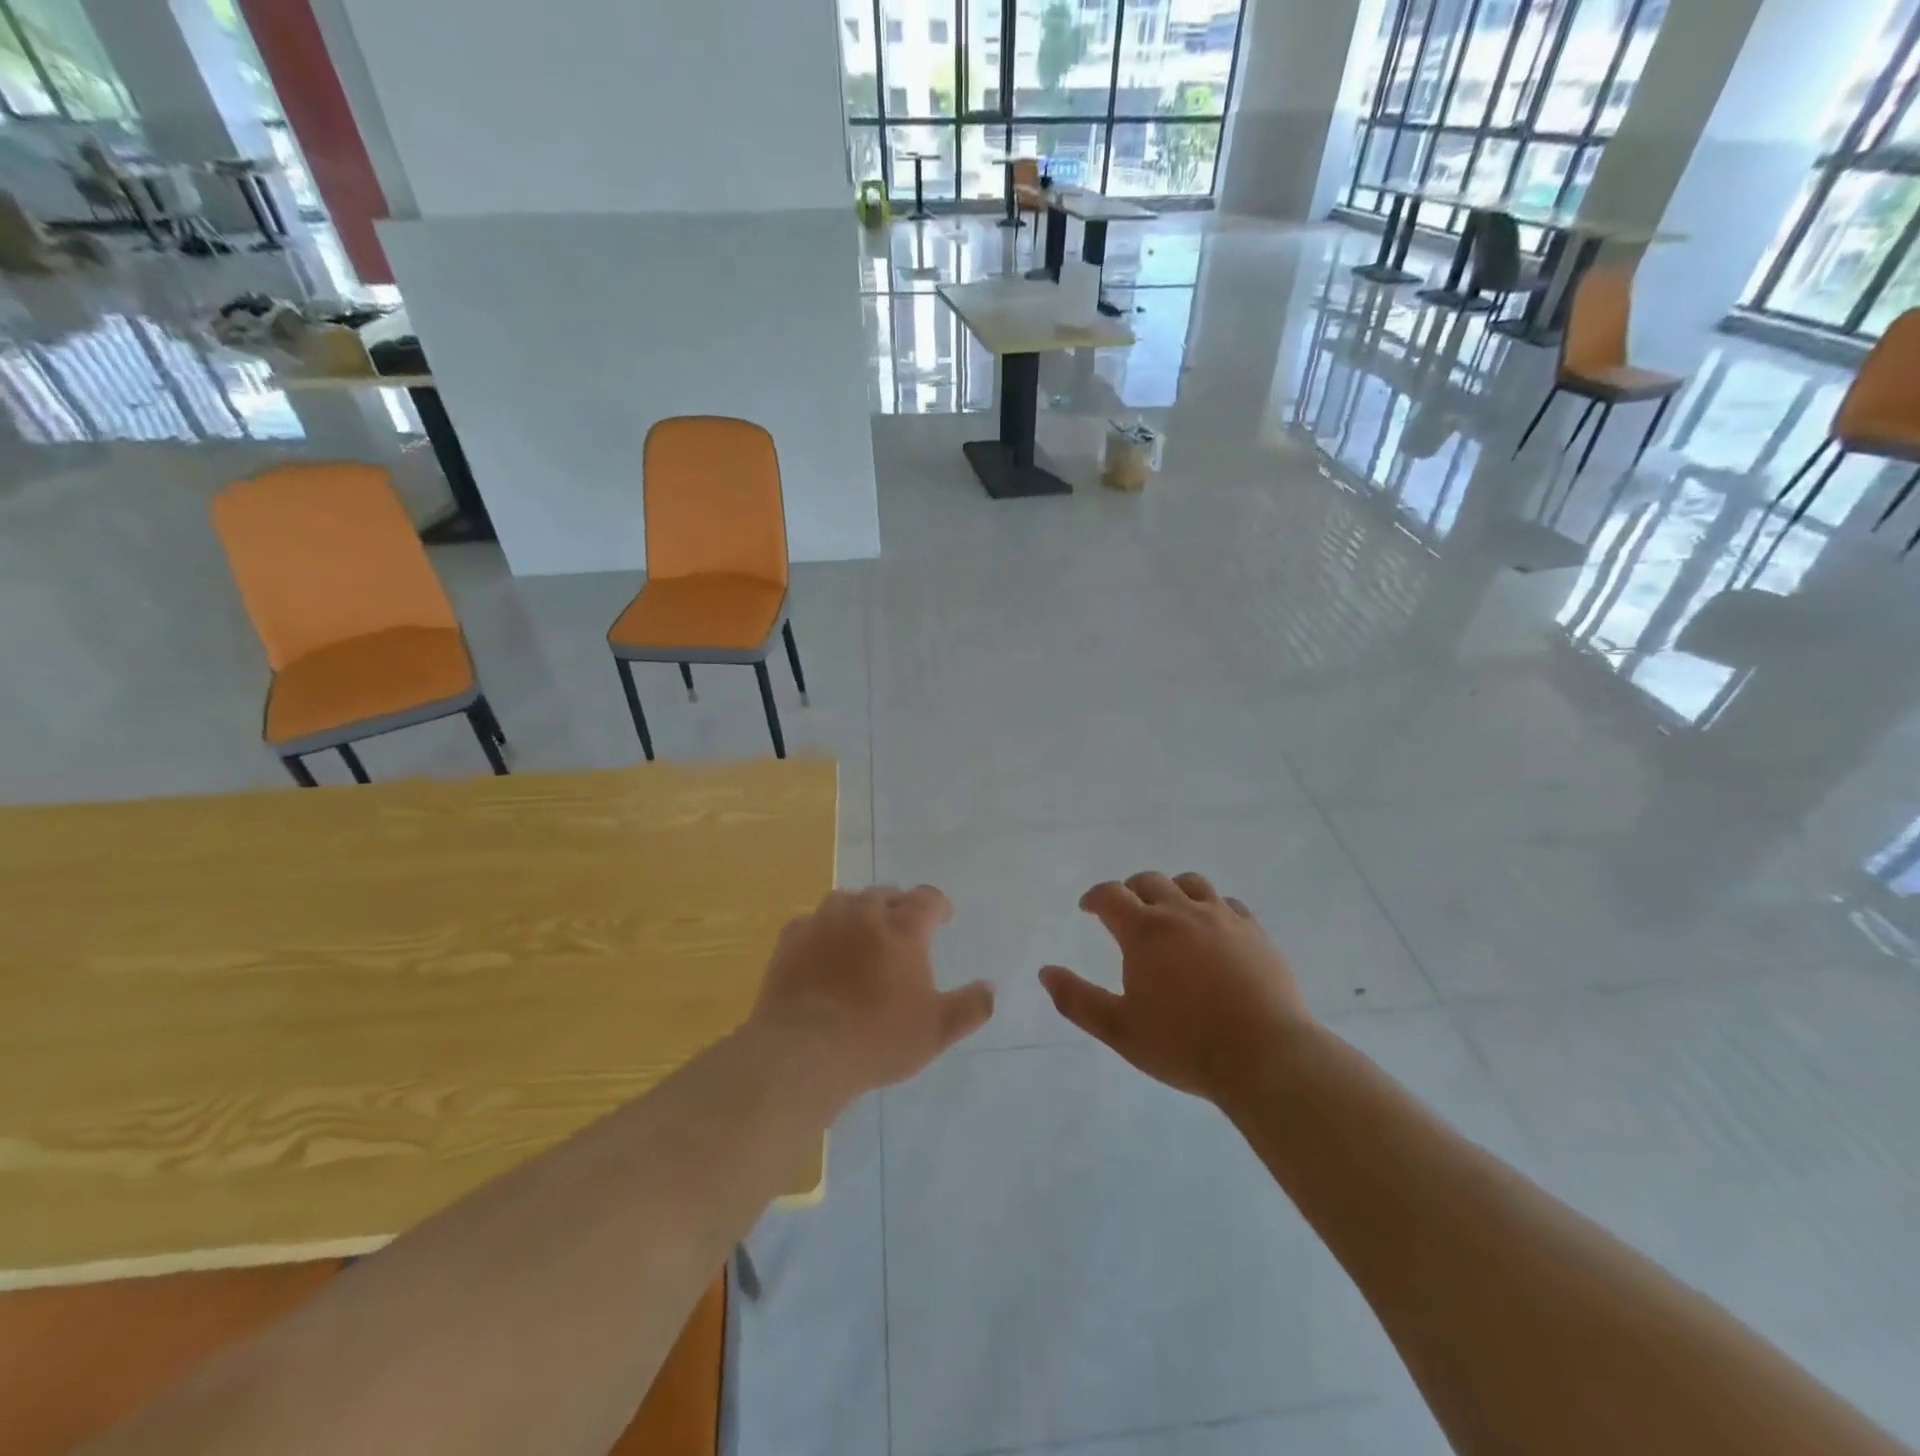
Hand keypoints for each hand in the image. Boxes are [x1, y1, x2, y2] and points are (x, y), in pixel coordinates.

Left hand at [751, 885, 993, 1099]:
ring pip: (847, 900)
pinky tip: (822, 950)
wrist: (804, 1050)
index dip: (938, 906)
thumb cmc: (877, 1039)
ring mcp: (824, 921)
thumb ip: (970, 1007)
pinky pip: (812, 921)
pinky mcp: (791, 938)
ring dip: (859, 911)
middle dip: (898, 907)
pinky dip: (822, 930)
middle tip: (902, 931)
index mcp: (903, 927)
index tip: (942, 919)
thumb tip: (989, 988)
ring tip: (862, 934)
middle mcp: (864, 913)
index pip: (927, 898)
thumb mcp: (937, 1030)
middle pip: (886, 894)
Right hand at [1039, 872, 1310, 1102]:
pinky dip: (1210, 908)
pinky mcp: (1255, 932)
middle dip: (1130, 891)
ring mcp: (1222, 918)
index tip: (1088, 909)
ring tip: (1169, 913)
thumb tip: (1045, 972)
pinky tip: (1212, 930)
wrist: (1266, 1057)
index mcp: (1145, 931)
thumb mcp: (1119, 1030)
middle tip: (1126, 913)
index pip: (1110, 895)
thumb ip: (1077, 1000)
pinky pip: (1228, 904)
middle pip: (1149, 881)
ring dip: (1171, 891)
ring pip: (1191, 884)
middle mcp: (1181, 912)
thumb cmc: (1184, 1045)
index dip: (1094, 897)